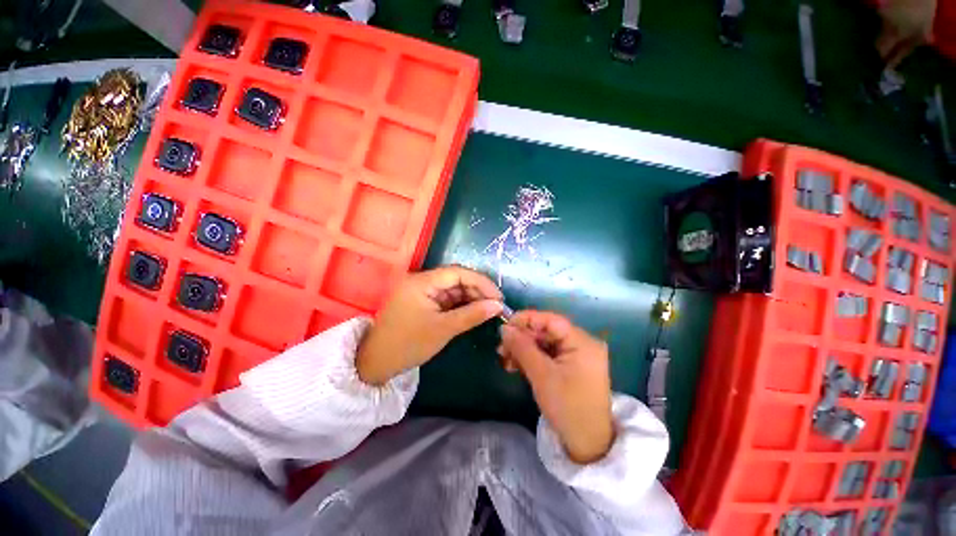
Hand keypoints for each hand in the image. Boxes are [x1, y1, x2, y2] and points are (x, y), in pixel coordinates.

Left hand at [356, 266, 502, 385]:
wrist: (377, 363)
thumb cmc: (409, 344)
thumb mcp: (444, 329)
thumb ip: (473, 314)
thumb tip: (498, 305)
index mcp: (422, 281)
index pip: (457, 272)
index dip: (481, 282)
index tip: (498, 297)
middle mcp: (421, 280)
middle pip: (456, 278)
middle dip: (477, 291)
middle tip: (495, 306)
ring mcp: (422, 290)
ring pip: (453, 288)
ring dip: (470, 298)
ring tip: (487, 310)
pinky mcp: (423, 300)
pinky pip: (446, 298)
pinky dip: (460, 304)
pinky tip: (473, 311)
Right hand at [498, 311, 613, 463]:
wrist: (588, 444)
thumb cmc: (567, 407)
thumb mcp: (541, 375)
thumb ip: (522, 347)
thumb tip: (504, 328)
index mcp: (582, 342)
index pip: (551, 320)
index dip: (526, 319)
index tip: (504, 326)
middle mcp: (582, 343)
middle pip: (546, 331)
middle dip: (522, 338)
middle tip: (501, 348)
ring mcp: (578, 355)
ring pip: (545, 343)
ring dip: (524, 349)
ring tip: (505, 359)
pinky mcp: (572, 366)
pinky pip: (548, 355)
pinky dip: (532, 358)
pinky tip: (516, 365)